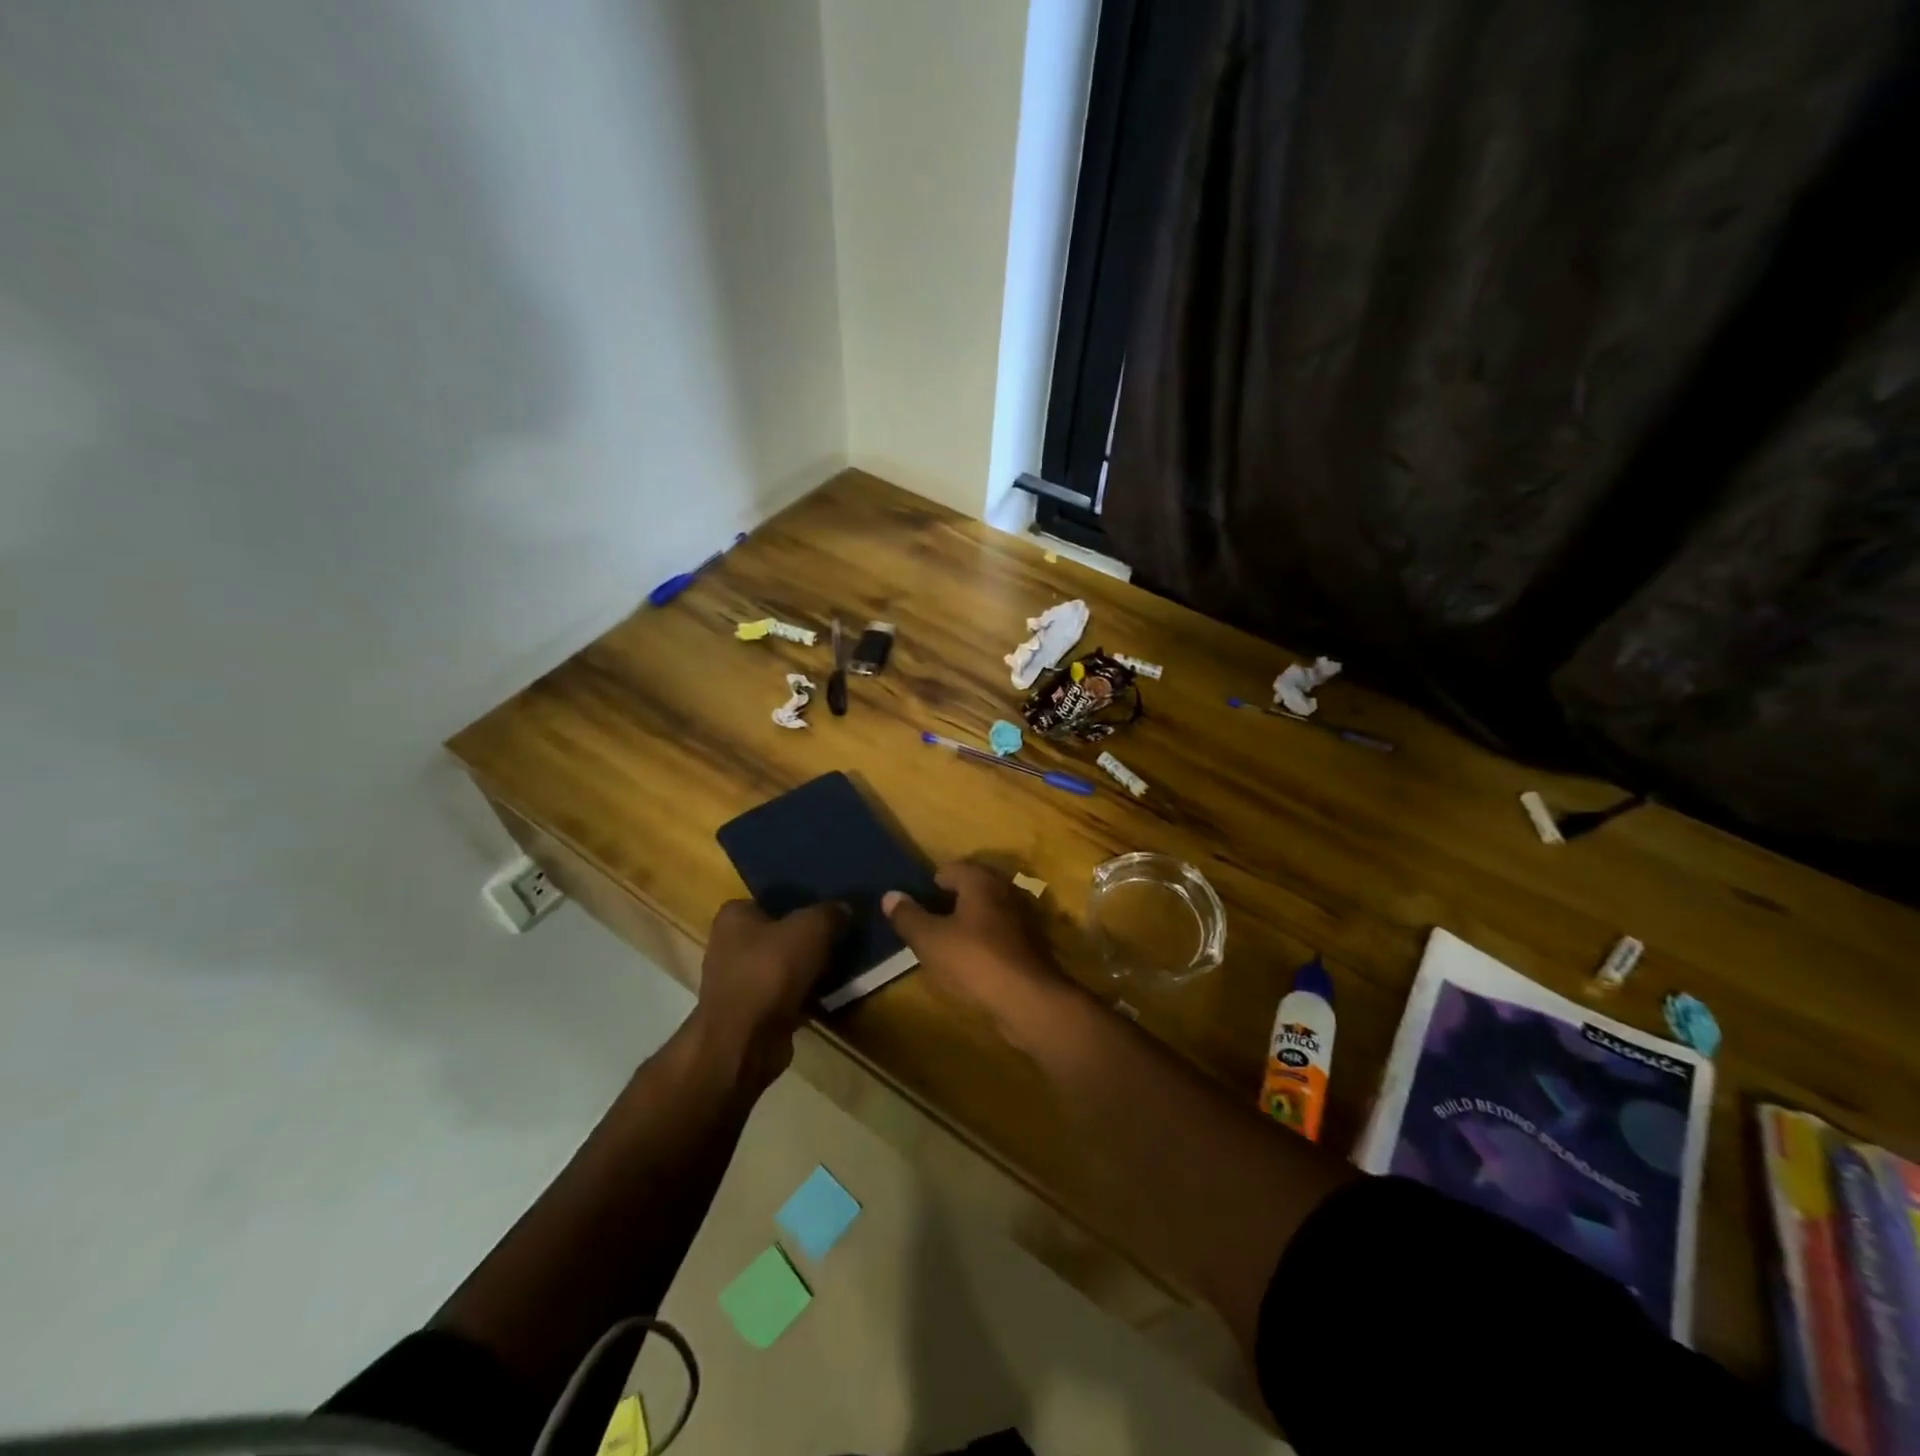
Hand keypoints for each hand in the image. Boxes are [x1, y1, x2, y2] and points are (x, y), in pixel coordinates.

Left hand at [692, 900, 845, 1088]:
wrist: (745, 1041)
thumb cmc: (771, 970)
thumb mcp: (812, 928)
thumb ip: (830, 912)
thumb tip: (844, 909)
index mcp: (734, 916)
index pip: (771, 900)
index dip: (800, 903)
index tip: (829, 910)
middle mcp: (728, 945)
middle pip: (779, 934)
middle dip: (807, 938)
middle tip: (840, 937)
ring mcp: (737, 982)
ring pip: (783, 966)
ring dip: (807, 969)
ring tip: (841, 965)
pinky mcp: (749, 1013)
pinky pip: (784, 995)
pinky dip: (803, 995)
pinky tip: (828, 995)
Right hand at [883, 862, 1058, 1018]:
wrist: (1028, 999)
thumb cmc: (974, 960)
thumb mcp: (930, 940)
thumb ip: (908, 916)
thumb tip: (889, 895)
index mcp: (981, 880)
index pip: (949, 869)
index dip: (929, 886)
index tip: (915, 908)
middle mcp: (1005, 889)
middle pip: (970, 888)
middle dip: (949, 903)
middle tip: (927, 926)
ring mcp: (1022, 916)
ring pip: (986, 911)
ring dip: (967, 923)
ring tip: (945, 946)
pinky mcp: (1030, 943)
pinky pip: (999, 933)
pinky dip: (984, 941)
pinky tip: (972, 962)